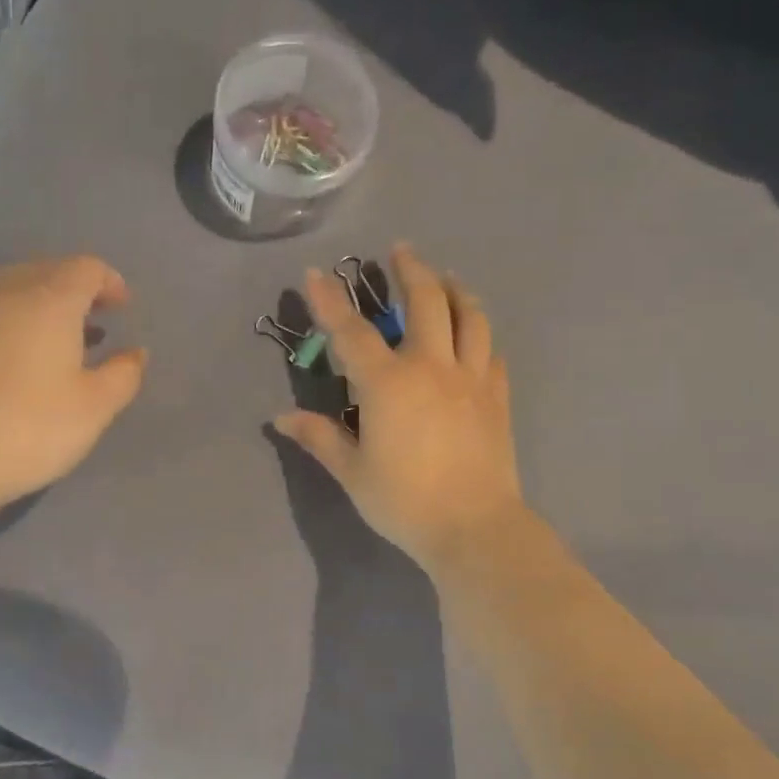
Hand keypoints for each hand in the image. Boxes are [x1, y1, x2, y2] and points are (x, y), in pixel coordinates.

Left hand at [0, 256, 147, 513]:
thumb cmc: (31, 428)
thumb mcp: (95, 407)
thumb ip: (124, 374)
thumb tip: (135, 352)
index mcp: (49, 300)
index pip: (86, 268)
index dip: (110, 282)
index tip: (123, 309)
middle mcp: (7, 293)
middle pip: (49, 270)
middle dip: (78, 289)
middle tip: (97, 320)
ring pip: (16, 288)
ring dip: (45, 304)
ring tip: (63, 340)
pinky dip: (16, 320)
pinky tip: (23, 359)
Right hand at [274, 243, 523, 570]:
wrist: (474, 526)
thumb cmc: (404, 500)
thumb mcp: (352, 472)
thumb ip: (319, 437)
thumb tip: (282, 417)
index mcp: (388, 383)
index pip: (352, 331)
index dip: (330, 300)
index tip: (316, 274)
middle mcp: (431, 367)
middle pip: (426, 302)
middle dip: (411, 270)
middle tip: (400, 251)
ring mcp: (471, 378)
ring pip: (469, 316)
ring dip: (455, 289)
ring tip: (446, 278)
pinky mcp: (497, 396)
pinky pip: (491, 350)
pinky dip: (479, 331)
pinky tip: (474, 332)